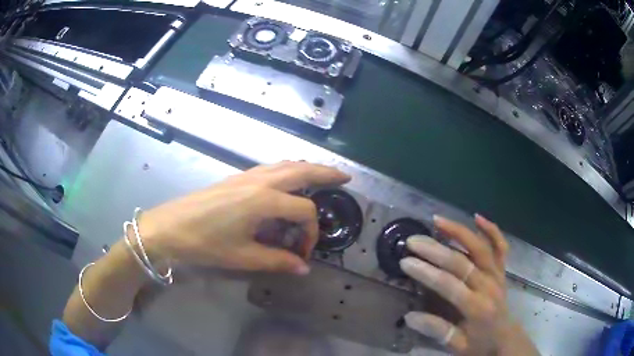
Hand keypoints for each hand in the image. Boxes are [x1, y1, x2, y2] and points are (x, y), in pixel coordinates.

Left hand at [139, 161, 349, 274]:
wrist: (169, 227)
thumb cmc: (205, 244)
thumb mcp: (243, 257)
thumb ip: (277, 261)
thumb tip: (303, 268)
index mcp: (264, 200)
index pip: (304, 212)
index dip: (311, 233)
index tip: (303, 253)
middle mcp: (259, 181)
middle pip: (301, 170)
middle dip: (326, 172)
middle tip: (345, 177)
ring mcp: (246, 176)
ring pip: (285, 165)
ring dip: (306, 168)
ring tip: (321, 175)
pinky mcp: (236, 178)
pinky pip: (270, 168)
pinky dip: (287, 169)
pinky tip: (287, 180)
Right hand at [401, 215, 538, 355]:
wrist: (505, 338)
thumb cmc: (480, 344)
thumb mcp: (457, 346)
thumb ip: (436, 330)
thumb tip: (410, 316)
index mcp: (477, 307)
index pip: (449, 285)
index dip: (426, 273)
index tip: (405, 262)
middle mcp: (489, 286)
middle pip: (462, 262)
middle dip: (435, 250)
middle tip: (413, 241)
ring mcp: (497, 275)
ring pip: (480, 247)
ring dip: (459, 231)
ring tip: (437, 220)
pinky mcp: (502, 270)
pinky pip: (500, 246)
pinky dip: (491, 230)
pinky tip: (477, 217)